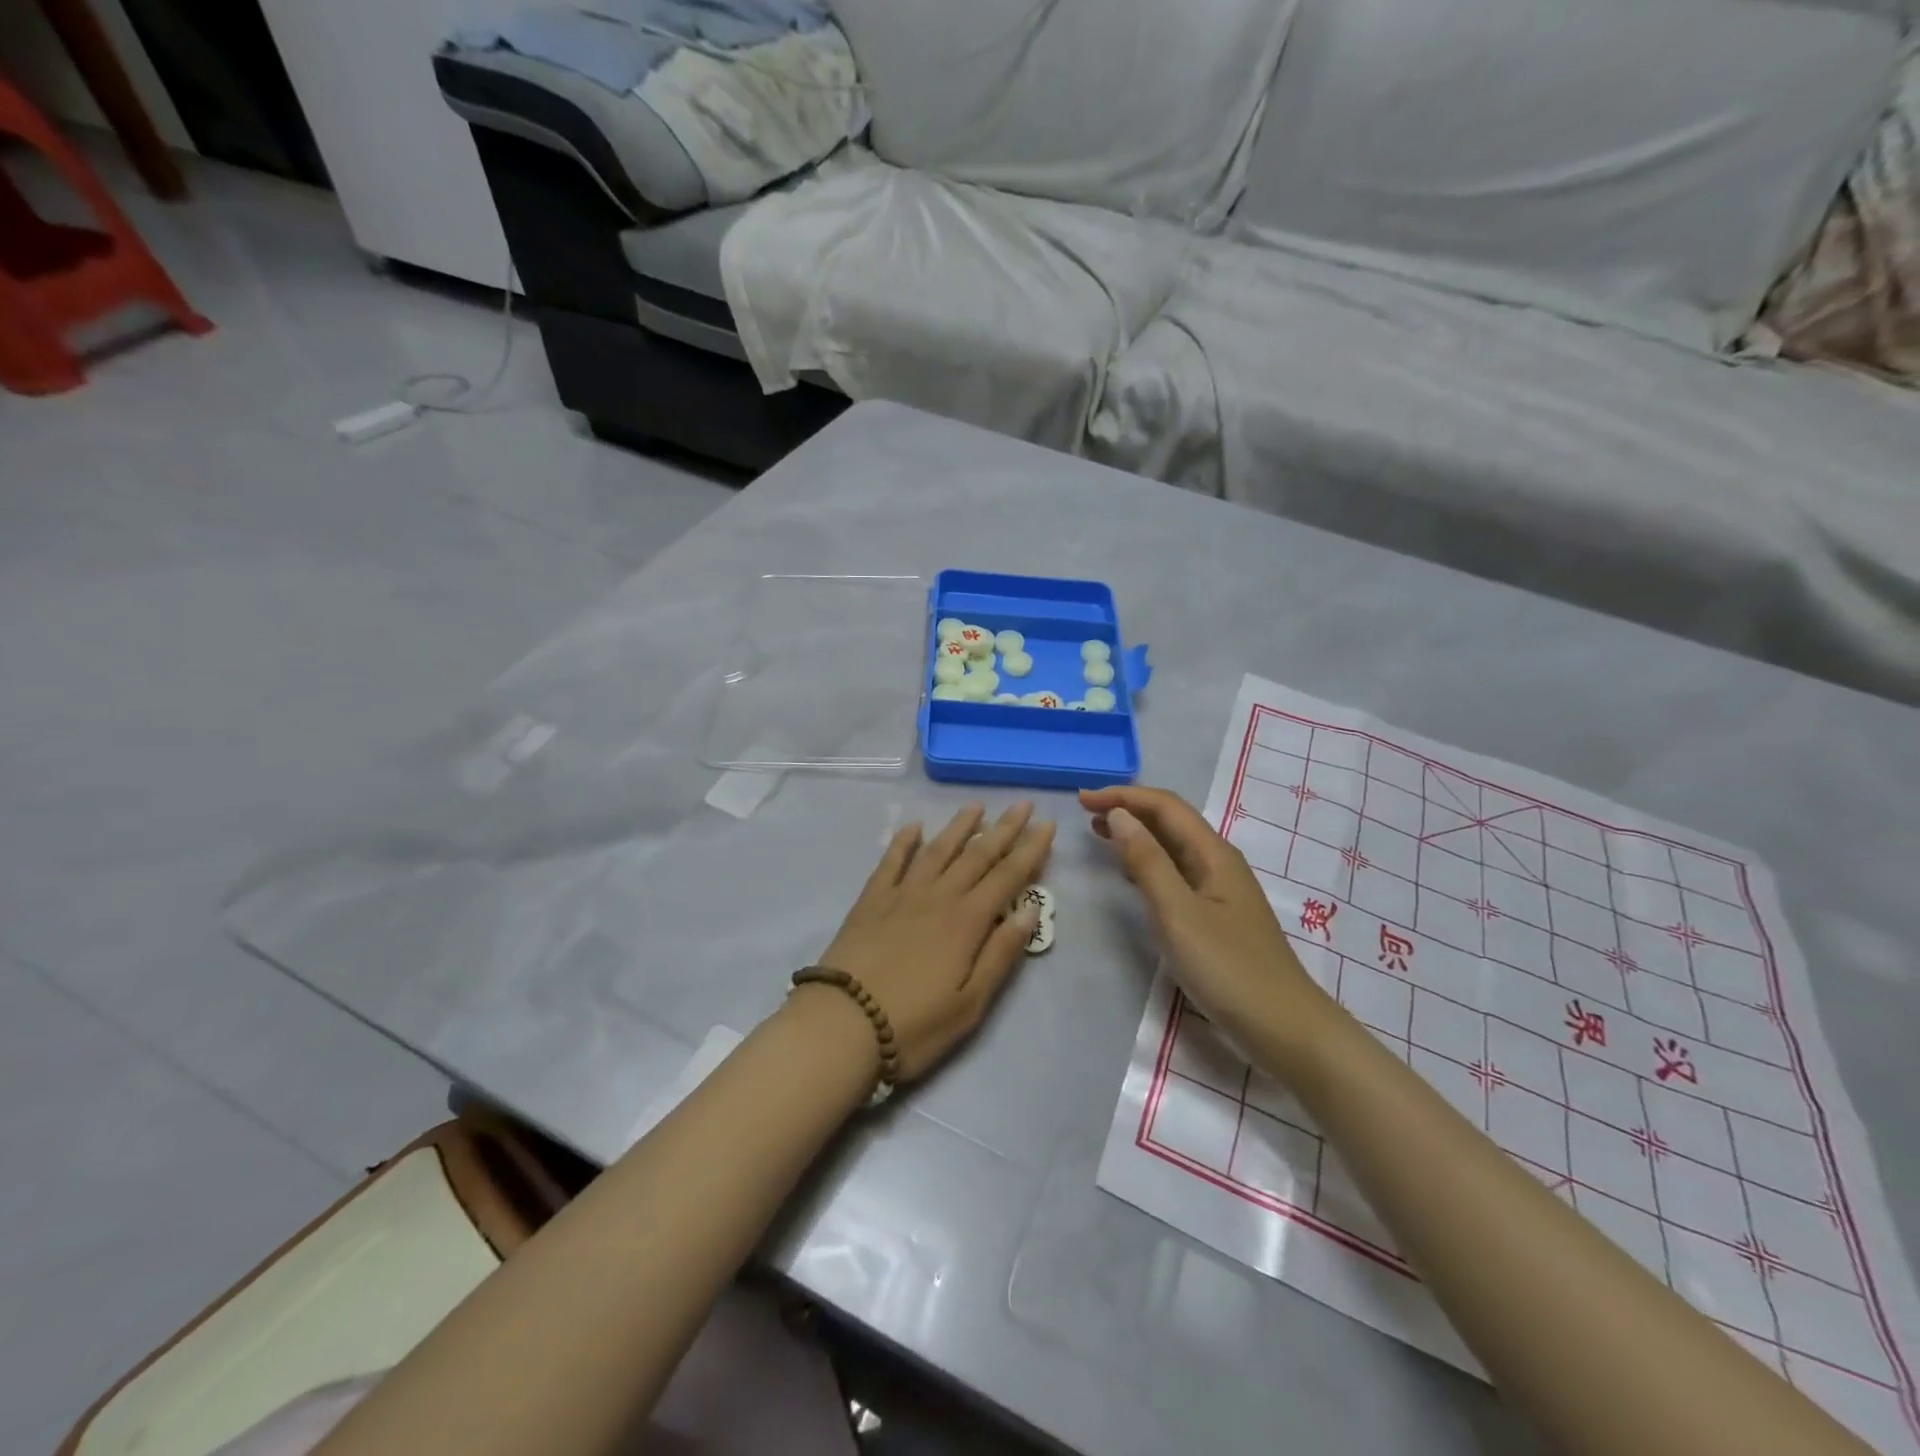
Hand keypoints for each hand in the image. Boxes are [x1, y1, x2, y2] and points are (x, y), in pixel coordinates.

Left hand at [808, 803, 1054, 1083]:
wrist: (842, 1024)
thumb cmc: (914, 1024)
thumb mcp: (971, 1003)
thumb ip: (1001, 953)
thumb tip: (1031, 909)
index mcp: (967, 921)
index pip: (1007, 876)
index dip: (1030, 850)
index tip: (1047, 824)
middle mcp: (938, 897)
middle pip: (977, 855)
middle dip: (1003, 829)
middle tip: (1023, 804)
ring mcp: (902, 894)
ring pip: (937, 850)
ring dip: (959, 826)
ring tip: (976, 806)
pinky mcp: (871, 900)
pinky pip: (891, 861)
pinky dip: (903, 841)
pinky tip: (913, 826)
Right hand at [1080, 786, 1331, 1062]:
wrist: (1282, 1027)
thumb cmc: (1227, 968)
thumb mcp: (1178, 913)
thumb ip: (1147, 862)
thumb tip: (1118, 815)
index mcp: (1213, 854)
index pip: (1165, 806)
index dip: (1123, 796)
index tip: (1082, 800)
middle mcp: (1218, 862)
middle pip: (1170, 821)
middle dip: (1128, 809)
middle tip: (1085, 813)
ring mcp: (1219, 890)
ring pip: (1172, 847)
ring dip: (1136, 834)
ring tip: (1099, 835)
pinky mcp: (1216, 915)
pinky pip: (1176, 873)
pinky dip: (1147, 863)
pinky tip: (1130, 875)